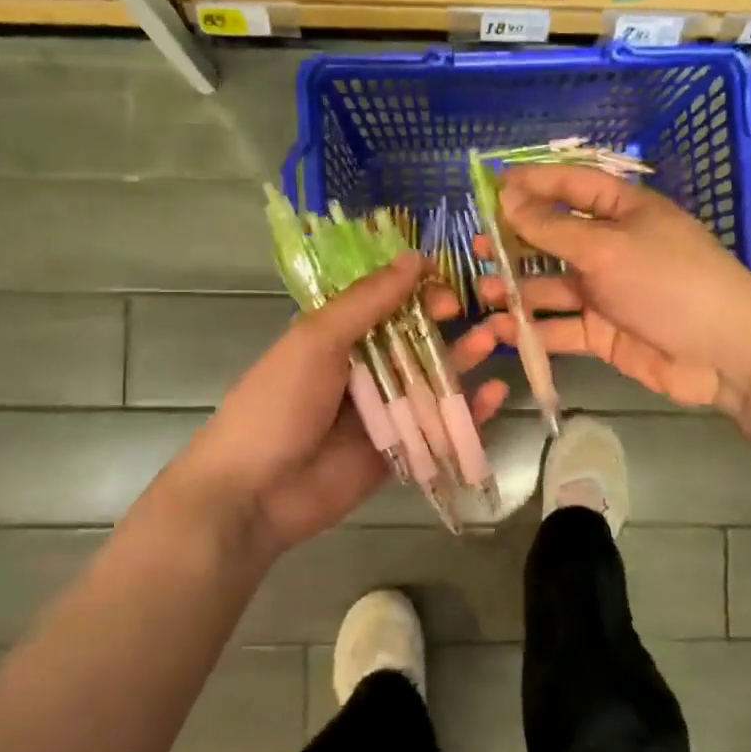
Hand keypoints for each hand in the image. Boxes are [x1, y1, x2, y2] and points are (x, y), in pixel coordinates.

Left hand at [171, 252, 508, 559]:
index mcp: (335, 337)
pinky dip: (468, 414)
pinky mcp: (398, 451)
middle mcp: (361, 370)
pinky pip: (438, 428)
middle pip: (414, 341)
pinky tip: (496, 394)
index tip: (447, 287)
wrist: (253, 493)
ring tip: (497, 342)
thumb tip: (414, 258)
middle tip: (486, 314)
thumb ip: (367, 302)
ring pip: (431, 382)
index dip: (418, 293)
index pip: (385, 304)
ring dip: (464, 361)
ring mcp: (381, 413)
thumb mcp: (316, 340)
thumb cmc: (278, 404)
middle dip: (449, 326)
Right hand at [455, 164, 750, 412]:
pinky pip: (561, 326)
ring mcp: (608, 293)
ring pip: (552, 286)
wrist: (722, 353)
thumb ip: (552, 227)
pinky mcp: (604, 333)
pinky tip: (501, 329)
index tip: (491, 186)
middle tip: (476, 246)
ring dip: (518, 289)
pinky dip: (533, 328)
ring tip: (483, 291)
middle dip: (516, 242)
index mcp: (625, 212)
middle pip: (556, 238)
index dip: (535, 183)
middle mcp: (613, 248)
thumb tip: (508, 196)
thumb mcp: (606, 247)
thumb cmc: (667, 282)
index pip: (574, 185)